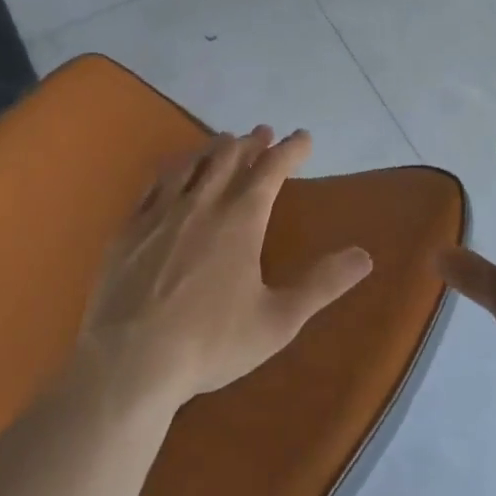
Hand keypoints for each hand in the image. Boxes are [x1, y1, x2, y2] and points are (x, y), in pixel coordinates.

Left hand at [79, 127, 374, 403]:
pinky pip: (154, 184)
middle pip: (230, 158)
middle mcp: (203, 204)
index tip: (304, 138)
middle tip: (264, 132)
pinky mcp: (130, 228)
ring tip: (224, 140)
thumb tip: (365, 256)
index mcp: (241, 219)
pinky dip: (173, 168)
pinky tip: (173, 172)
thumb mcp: (278, 321)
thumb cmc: (211, 343)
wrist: (130, 362)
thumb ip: (322, 285)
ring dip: (213, 148)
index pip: (272, 170)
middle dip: (252, 142)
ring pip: (192, 164)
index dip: (291, 150)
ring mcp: (162, 213)